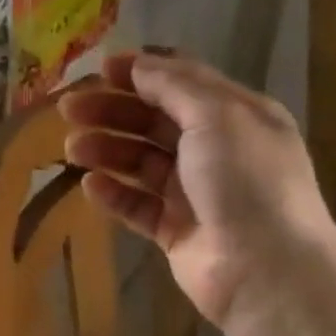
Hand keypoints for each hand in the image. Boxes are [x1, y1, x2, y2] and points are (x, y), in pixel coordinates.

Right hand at [60, 52, 335, 326]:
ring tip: (72, 149)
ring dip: (106, 150)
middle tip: (69, 109)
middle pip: (154, 121)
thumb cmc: (246, 181)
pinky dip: (114, 193)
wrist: (267, 271)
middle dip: (112, 111)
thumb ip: (174, 86)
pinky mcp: (176, 231)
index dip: (142, 73)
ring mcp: (196, 193)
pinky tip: (90, 186)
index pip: (183, 83)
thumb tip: (137, 63)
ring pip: (141, 162)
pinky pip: (138, 205)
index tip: (99, 69)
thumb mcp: (217, 116)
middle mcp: (217, 150)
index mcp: (237, 116)